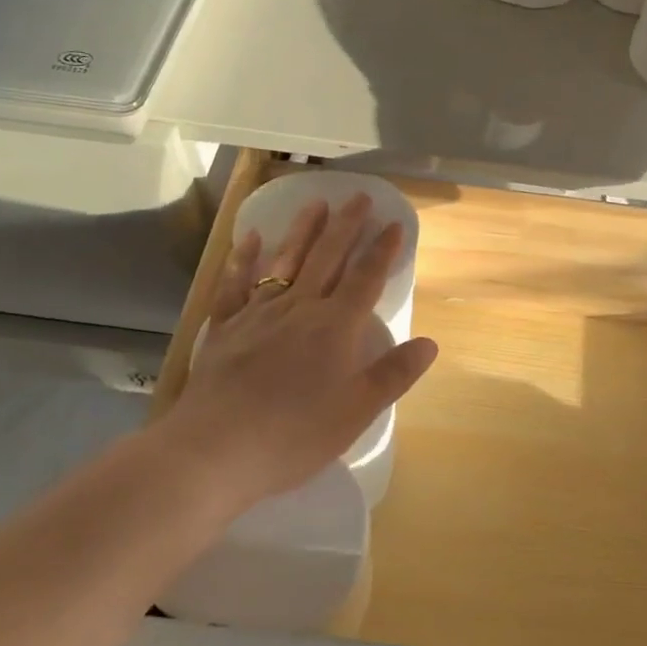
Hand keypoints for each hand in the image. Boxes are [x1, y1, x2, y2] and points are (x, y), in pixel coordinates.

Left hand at [151, 195, 438, 512]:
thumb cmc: (294, 434)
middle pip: (327, 257)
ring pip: (285, 261)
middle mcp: (299, 308)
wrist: (216, 448)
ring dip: (303, 231)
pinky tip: (251, 237)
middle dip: (346, 225)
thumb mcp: (356, 411)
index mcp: (335, 327)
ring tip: (316, 203)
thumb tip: (430, 343)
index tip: (393, 223)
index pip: (365, 278)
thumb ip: (394, 374)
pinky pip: (236, 283)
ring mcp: (258, 314)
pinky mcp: (225, 327)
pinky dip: (244, 258)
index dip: (382, 250)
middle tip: (358, 197)